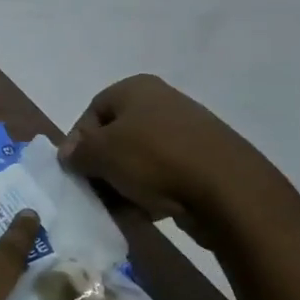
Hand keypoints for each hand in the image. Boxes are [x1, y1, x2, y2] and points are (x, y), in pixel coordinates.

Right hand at [58, 74, 287, 231]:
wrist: (230, 191)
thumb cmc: (154, 159)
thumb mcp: (101, 153)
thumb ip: (77, 152)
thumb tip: (69, 155)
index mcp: (136, 88)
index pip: (91, 113)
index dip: (78, 143)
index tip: (75, 171)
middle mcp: (163, 101)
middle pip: (116, 136)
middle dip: (103, 166)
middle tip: (96, 192)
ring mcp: (189, 130)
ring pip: (140, 158)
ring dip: (125, 182)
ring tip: (122, 207)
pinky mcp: (208, 160)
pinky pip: (167, 174)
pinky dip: (153, 191)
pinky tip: (149, 212)